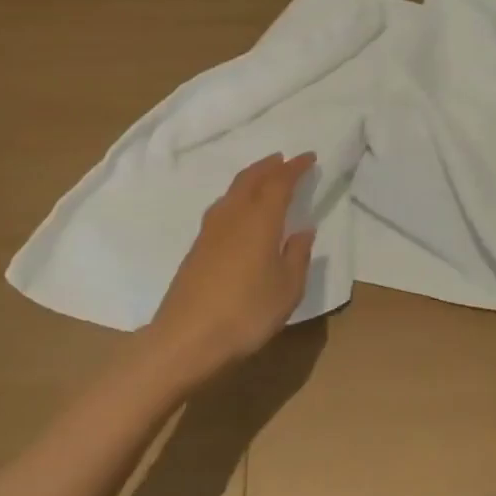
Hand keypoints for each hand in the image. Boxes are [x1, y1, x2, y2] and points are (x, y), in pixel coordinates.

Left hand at [144, 153, 316, 384]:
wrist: (186, 338)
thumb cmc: (246, 312)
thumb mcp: (287, 289)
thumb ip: (298, 255)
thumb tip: (303, 230)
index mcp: (261, 219)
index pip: (280, 181)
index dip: (296, 167)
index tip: (309, 157)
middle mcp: (234, 214)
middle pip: (252, 178)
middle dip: (270, 166)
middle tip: (285, 160)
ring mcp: (211, 229)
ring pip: (234, 189)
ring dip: (252, 177)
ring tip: (264, 177)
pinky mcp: (198, 245)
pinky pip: (223, 205)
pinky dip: (237, 195)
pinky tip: (240, 210)